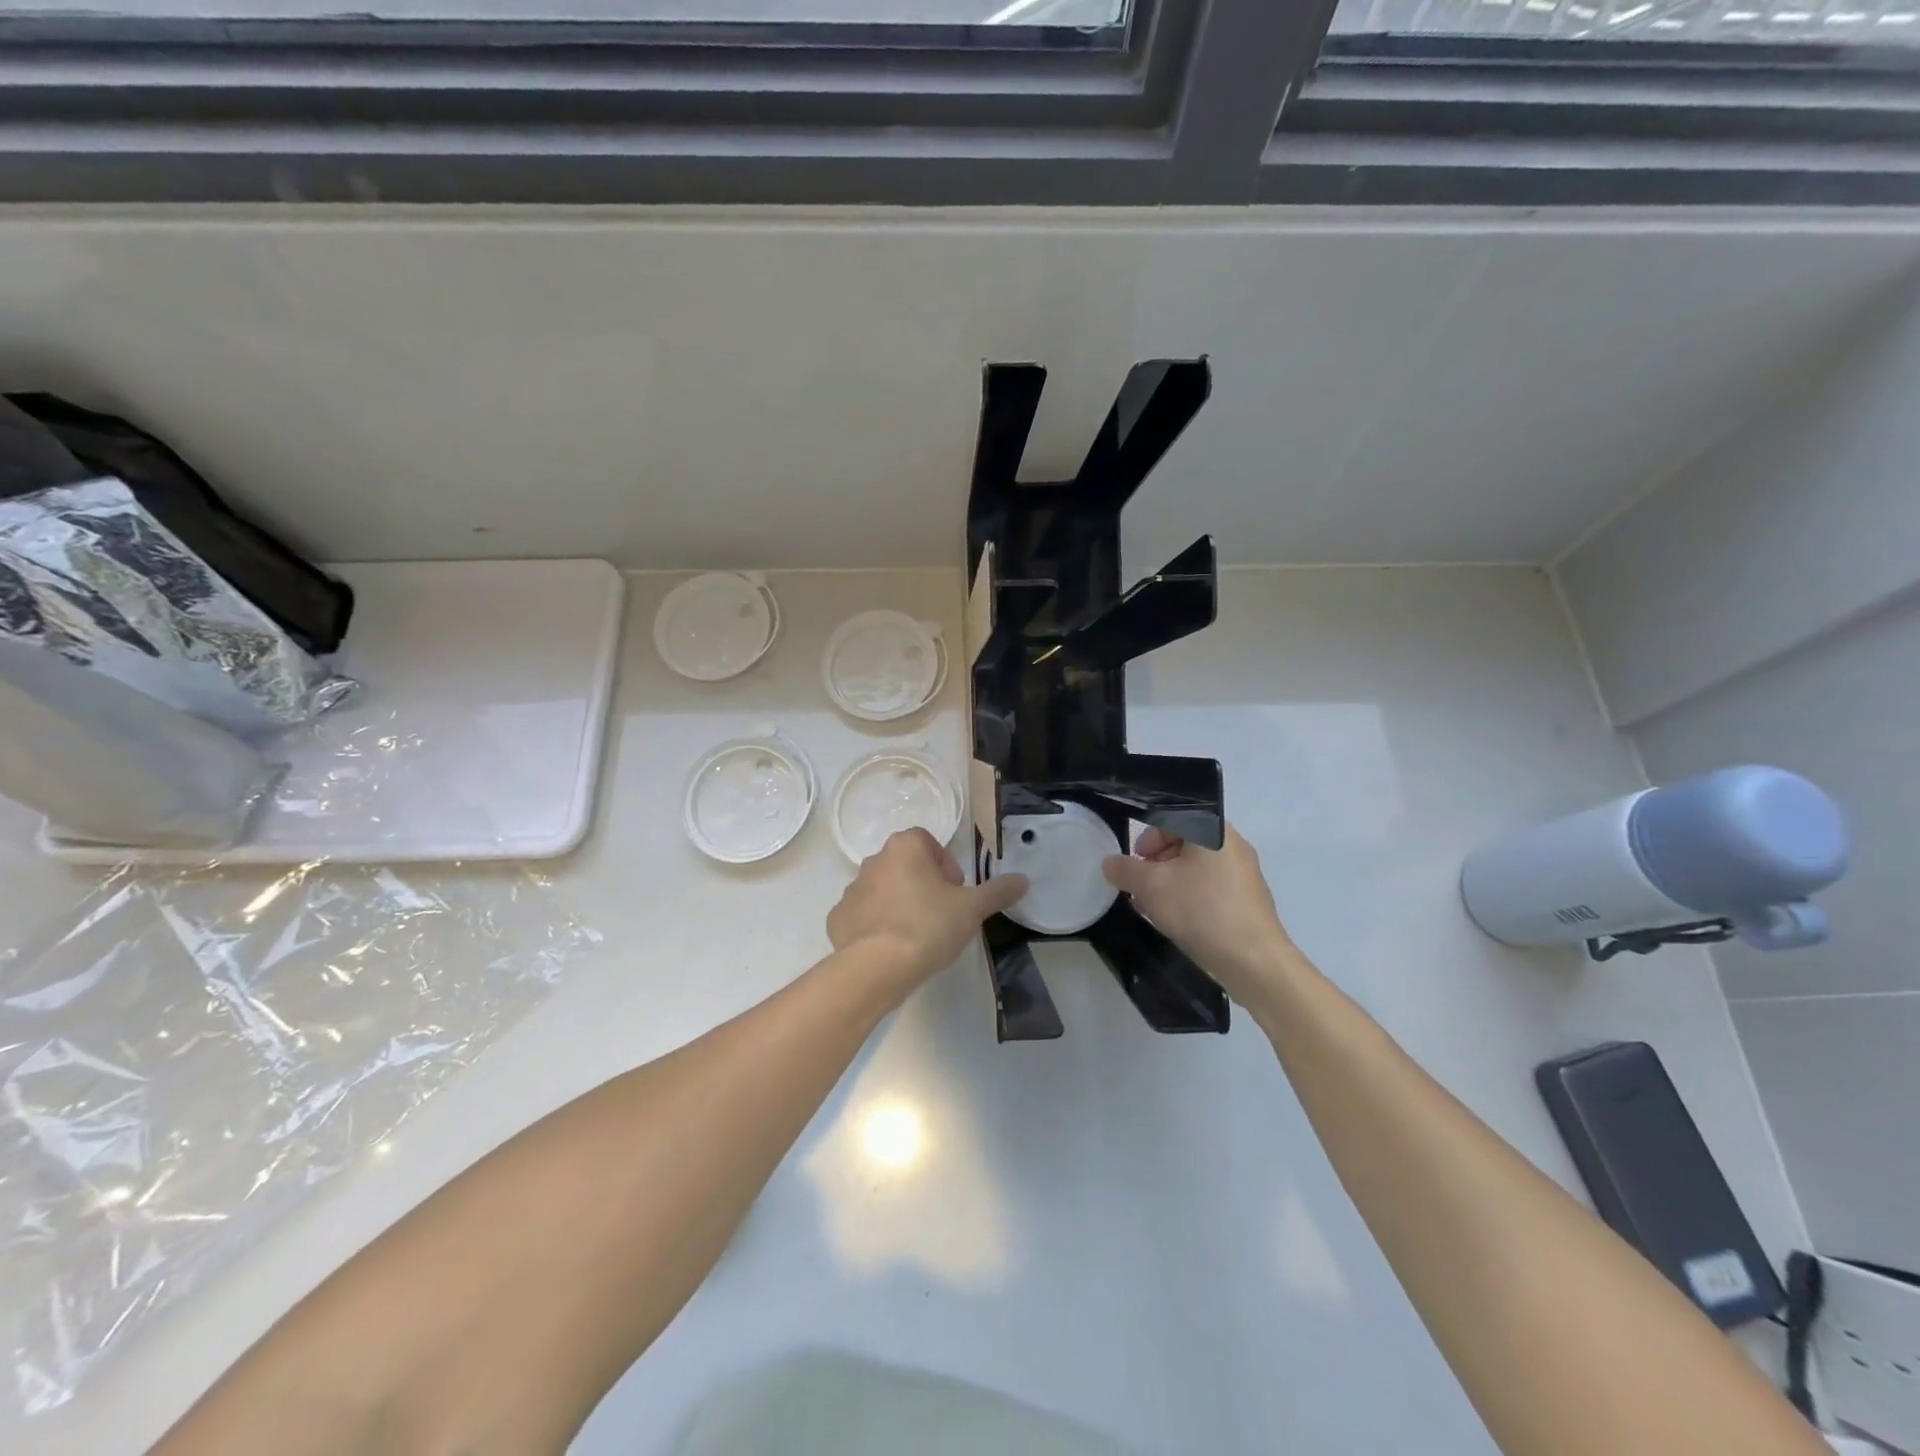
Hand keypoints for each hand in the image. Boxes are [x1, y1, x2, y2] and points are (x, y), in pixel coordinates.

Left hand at [827, 828, 1027, 993]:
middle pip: (905, 865)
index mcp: (905, 847)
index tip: (955, 893)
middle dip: (923, 885)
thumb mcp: (972, 909)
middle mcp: (874, 860)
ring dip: (899, 903)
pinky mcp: (838, 917)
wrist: (878, 967)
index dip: (945, 865)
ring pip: (883, 889)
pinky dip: (875, 925)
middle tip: (940, 915)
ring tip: (915, 935)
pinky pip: (862, 915)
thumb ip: (998, 891)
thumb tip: (1023, 880)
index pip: (928, 842)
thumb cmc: (929, 926)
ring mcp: (852, 889)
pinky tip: (890, 948)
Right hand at [1102, 823, 1297, 1009]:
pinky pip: (1210, 888)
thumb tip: (1109, 862)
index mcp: (1212, 830)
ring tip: (1154, 908)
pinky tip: (1178, 921)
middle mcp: (1232, 844)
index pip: (1170, 819)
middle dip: (1155, 864)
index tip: (1134, 866)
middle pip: (1183, 843)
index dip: (1145, 840)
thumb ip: (1125, 870)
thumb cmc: (1201, 910)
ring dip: (1169, 883)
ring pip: (1195, 868)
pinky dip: (1189, 897)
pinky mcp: (1247, 900)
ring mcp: (1244, 873)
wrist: (1254, 961)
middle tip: (1140, 888)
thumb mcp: (1151, 887)